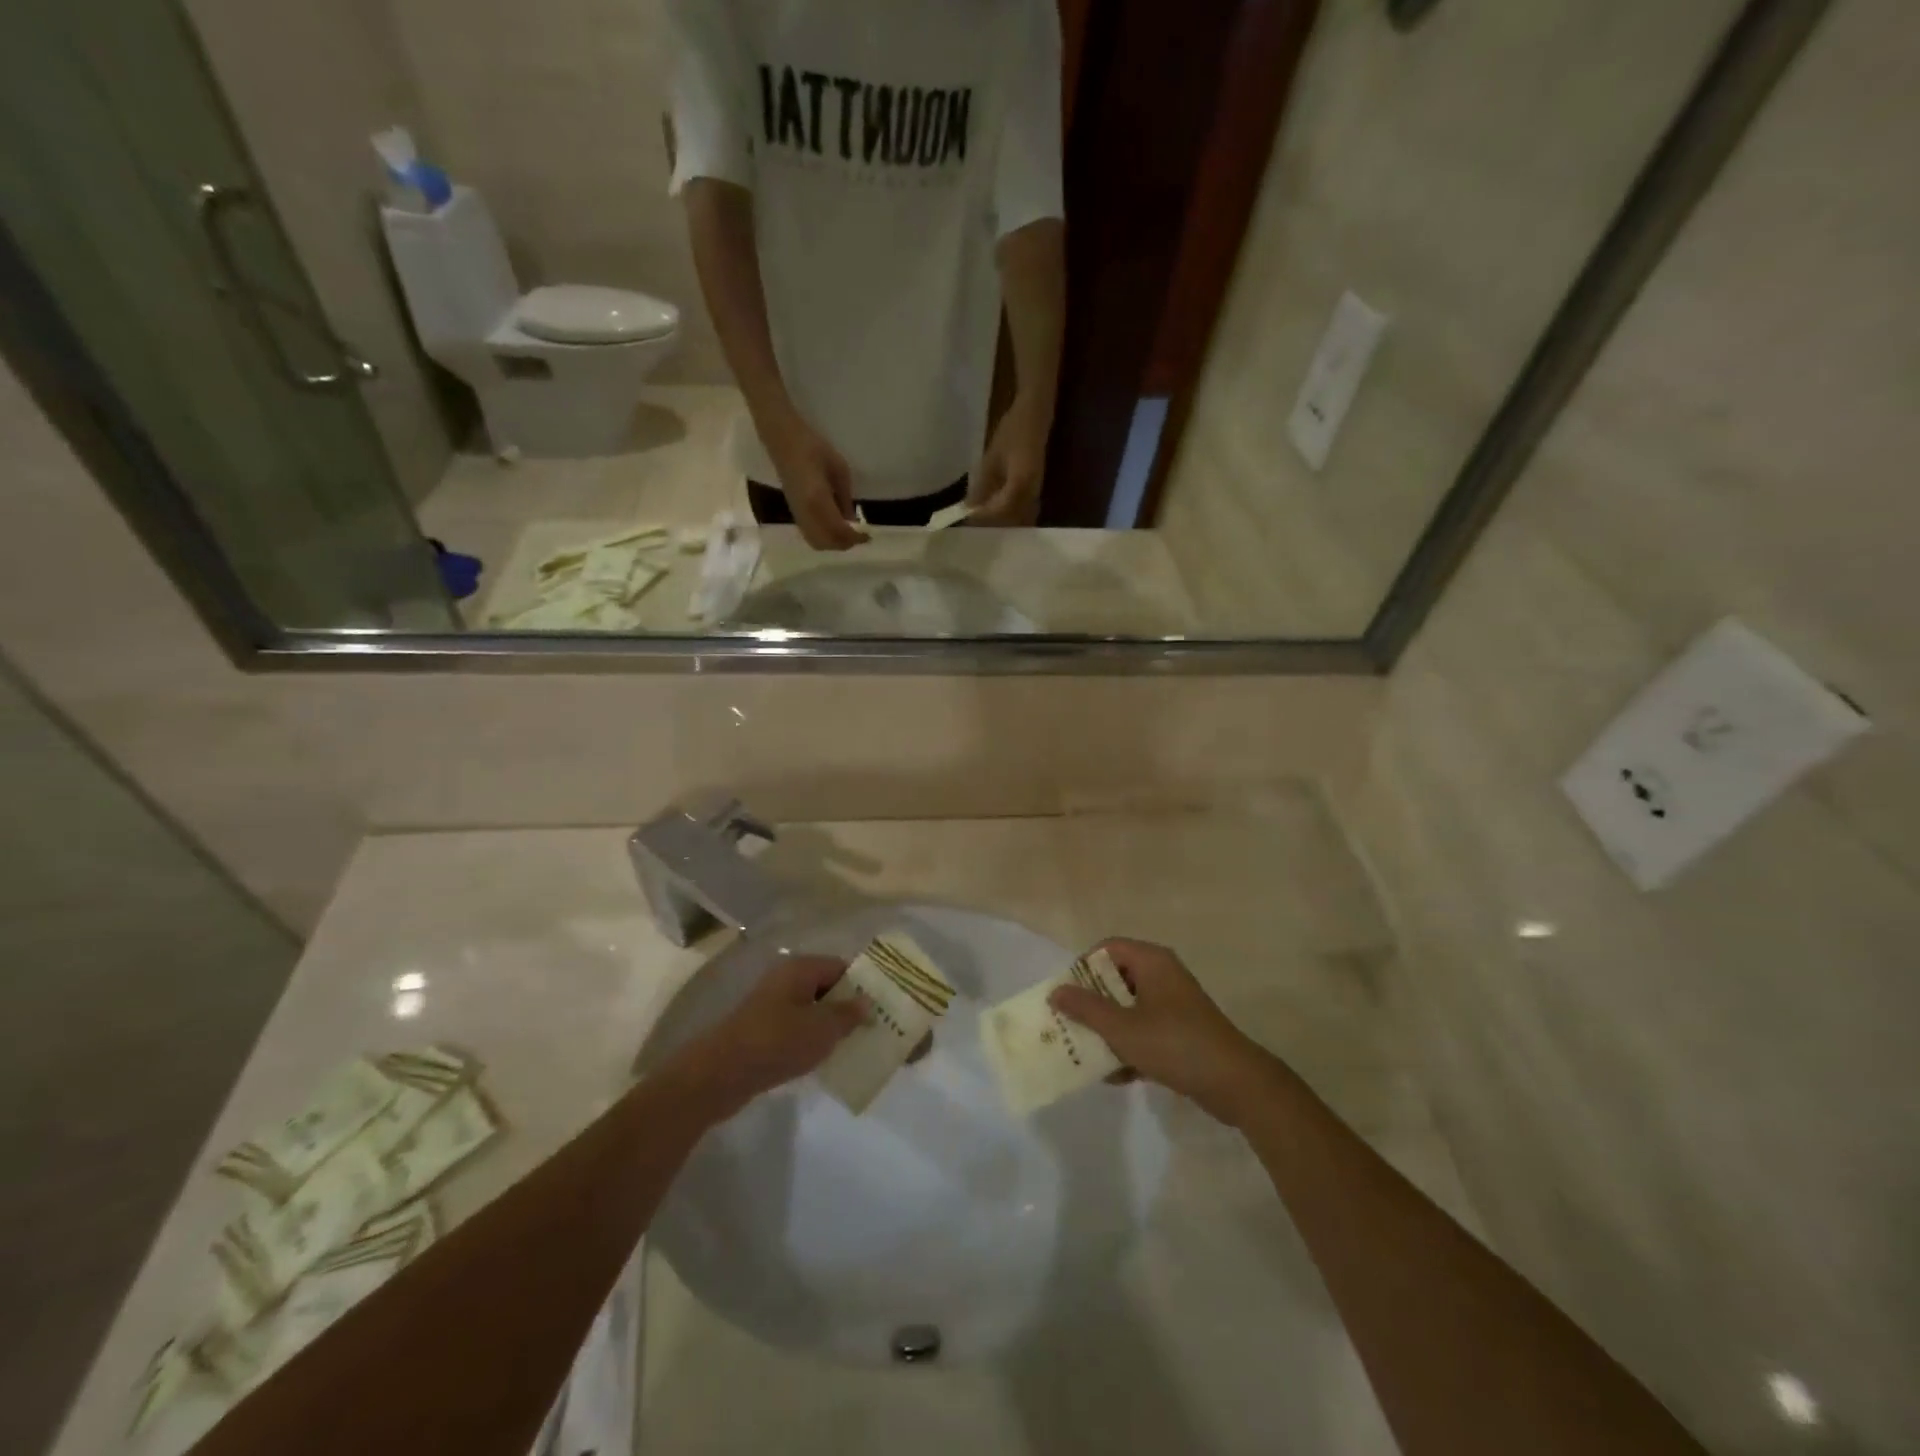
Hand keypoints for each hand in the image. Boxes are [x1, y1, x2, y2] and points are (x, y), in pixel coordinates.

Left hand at [682, 956, 864, 1116]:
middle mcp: (786, 980)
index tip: (884, 1006)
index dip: (863, 985)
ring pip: (812, 1010)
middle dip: (849, 1007)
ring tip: (855, 1046)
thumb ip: (848, 1014)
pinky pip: (797, 1029)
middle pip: (827, 987)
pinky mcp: (762, 1031)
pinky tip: (825, 1059)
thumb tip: (867, 1002)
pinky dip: (812, 1040)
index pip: (842, 967)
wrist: (720, 1074)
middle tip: (874, 1028)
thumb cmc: (777, 1042)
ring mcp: (772, 1006)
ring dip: (831, 1026)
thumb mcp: (822, 1028)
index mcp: (800, 968)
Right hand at [760, 410, 868, 550]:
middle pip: (827, 542)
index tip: (868, 535)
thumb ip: (846, 499)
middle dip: (845, 543)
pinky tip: (833, 529)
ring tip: (848, 534)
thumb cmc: (814, 448)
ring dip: (834, 544)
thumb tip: (852, 520)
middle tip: (859, 536)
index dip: (855, 537)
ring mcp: (797, 514)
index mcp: (818, 500)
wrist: (783, 440)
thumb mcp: (840, 470)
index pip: (839, 531)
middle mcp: (806, 513)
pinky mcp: (793, 513)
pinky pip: (809, 535)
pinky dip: (824, 539)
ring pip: (817, 542)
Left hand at [967, 395, 1050, 526]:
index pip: (1000, 510)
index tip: (966, 516)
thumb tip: (969, 507)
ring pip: (1018, 518)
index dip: (983, 516)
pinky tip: (995, 510)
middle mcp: (1032, 493)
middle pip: (1011, 520)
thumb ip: (982, 486)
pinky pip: (1023, 511)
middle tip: (972, 522)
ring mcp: (1036, 493)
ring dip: (1000, 521)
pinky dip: (1009, 515)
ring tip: (981, 518)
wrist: (1036, 415)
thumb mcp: (992, 457)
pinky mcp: (1036, 491)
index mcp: (1021, 483)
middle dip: (991, 524)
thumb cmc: (1013, 430)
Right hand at [1049, 939, 1279, 1125]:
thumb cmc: (1175, 1044)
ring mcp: (1174, 1005)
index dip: (1082, 968)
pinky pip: (1145, 1030)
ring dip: (1107, 1029)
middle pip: (1116, 979)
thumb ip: (1086, 1009)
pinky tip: (1114, 1075)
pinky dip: (1129, 1047)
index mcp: (1152, 962)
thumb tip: (1056, 991)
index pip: (1107, 949)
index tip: (1066, 995)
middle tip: (1068, 1024)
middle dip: (1091, 1004)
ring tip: (1085, 1053)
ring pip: (1128, 1008)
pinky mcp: (1181, 1032)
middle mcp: (1163, 976)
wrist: (1236, 1084)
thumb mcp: (1123, 1028)